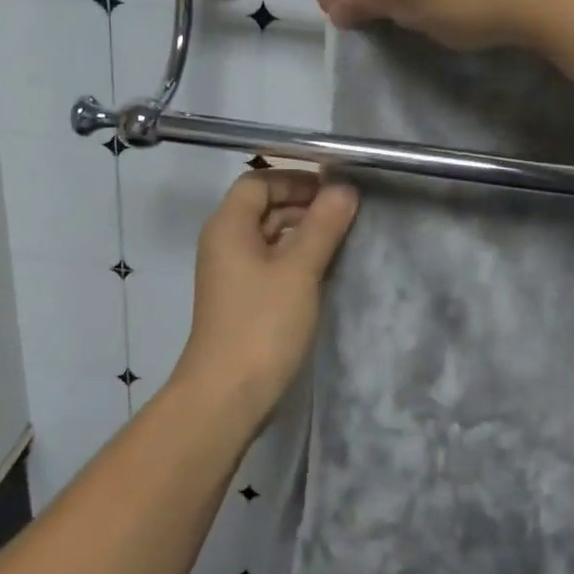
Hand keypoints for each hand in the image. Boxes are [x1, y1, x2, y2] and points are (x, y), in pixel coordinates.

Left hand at [178, 169, 358, 417]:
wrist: (227, 395)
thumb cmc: (262, 324)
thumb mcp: (299, 270)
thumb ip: (323, 225)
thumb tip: (344, 187)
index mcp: (228, 226)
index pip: (259, 181)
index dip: (296, 178)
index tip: (336, 187)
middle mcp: (225, 242)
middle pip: (264, 206)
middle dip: (304, 203)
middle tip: (348, 211)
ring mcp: (232, 273)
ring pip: (270, 236)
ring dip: (303, 231)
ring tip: (344, 236)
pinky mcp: (243, 299)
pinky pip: (271, 263)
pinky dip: (296, 258)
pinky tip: (326, 268)